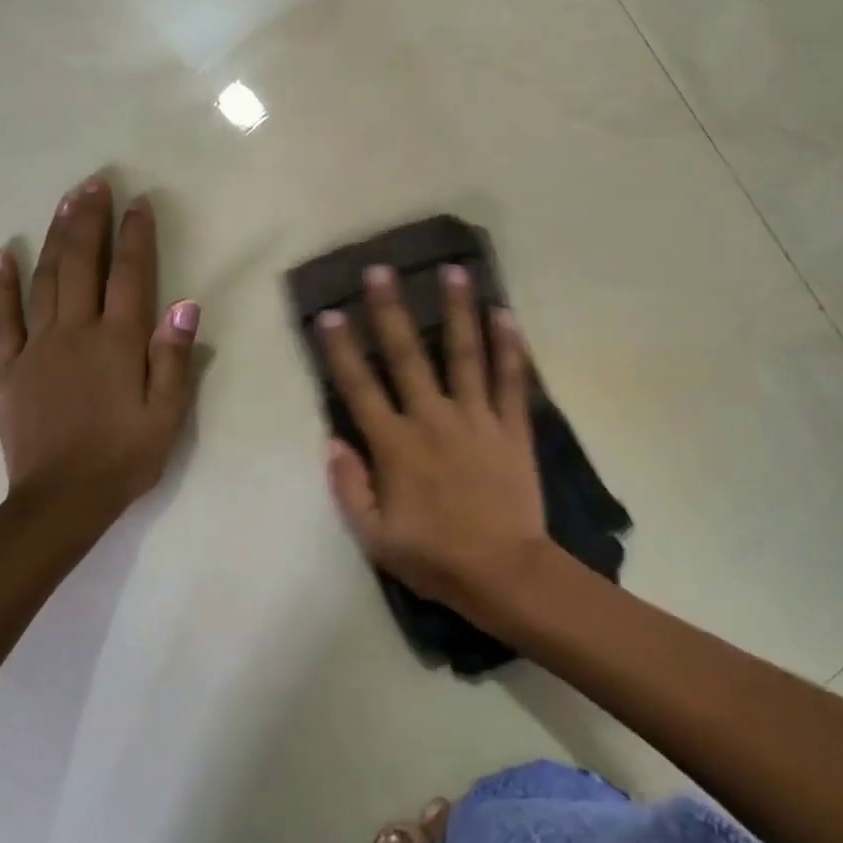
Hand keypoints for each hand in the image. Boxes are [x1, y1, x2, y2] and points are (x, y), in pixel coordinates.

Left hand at [0, 176, 198, 518]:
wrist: (61, 501)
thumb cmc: (126, 456)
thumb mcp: (168, 414)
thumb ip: (174, 357)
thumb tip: (185, 304)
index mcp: (119, 343)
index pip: (130, 275)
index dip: (136, 236)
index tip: (139, 202)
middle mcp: (75, 333)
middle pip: (82, 264)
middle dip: (89, 220)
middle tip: (95, 182)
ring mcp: (36, 347)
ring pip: (45, 279)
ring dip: (55, 237)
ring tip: (65, 202)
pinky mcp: (7, 367)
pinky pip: (1, 318)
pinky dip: (1, 284)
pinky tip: (3, 254)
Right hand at [320, 263, 549, 616]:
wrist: (503, 572)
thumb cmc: (435, 558)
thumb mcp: (375, 538)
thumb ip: (349, 487)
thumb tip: (333, 441)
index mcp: (395, 446)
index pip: (359, 388)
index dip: (340, 350)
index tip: (329, 314)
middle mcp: (433, 419)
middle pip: (408, 356)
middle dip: (391, 311)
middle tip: (382, 271)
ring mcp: (477, 418)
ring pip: (465, 354)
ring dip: (458, 311)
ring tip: (454, 271)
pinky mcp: (512, 427)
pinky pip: (511, 380)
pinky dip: (510, 347)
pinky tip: (506, 314)